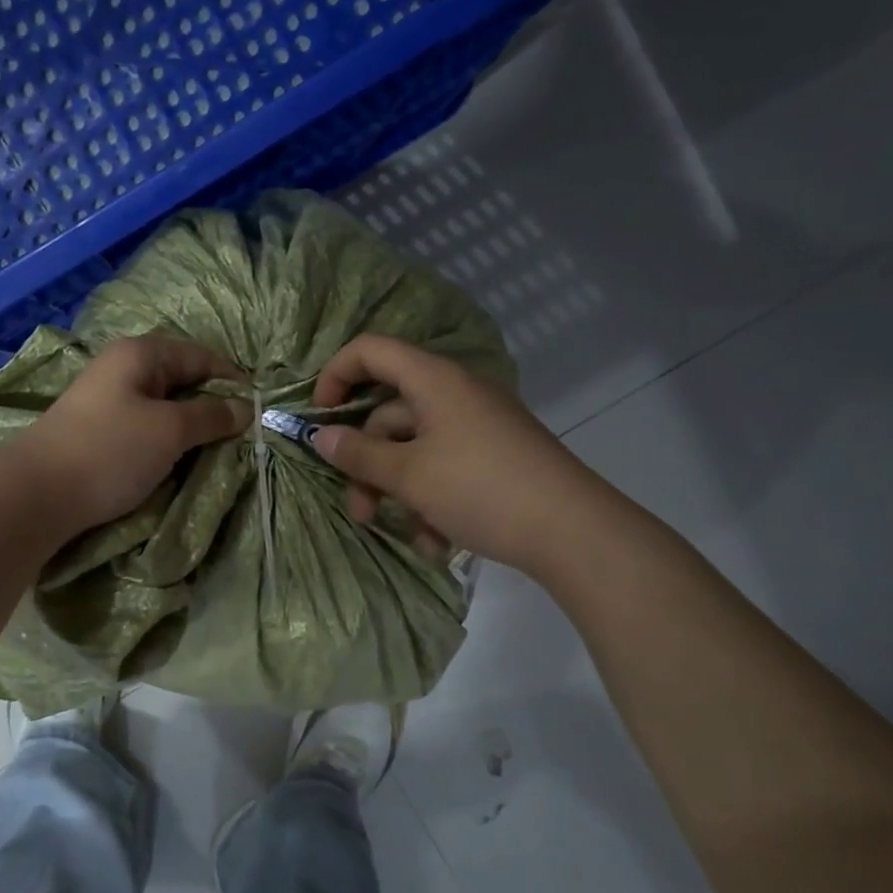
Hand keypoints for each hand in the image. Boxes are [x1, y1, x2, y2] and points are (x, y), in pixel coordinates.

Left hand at [9, 335, 249, 531]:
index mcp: (141, 353)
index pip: (201, 355)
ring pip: (164, 404)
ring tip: (214, 448)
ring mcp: (108, 398)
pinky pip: (146, 424)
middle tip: (239, 433)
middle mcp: (123, 367)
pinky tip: (178, 457)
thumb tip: (244, 408)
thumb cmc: (110, 450)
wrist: (38, 493)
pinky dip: (167, 438)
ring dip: (190, 424)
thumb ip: (211, 415)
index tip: (258, 408)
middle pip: (182, 377)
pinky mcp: (99, 429)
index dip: (232, 379)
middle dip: (212, 403)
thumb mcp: (170, 430)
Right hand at [310, 335, 584, 572]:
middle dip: (367, 464)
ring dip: (399, 492)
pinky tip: (438, 541)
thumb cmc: (480, 489)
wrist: (572, 530)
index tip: (320, 419)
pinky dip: (432, 500)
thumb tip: (321, 437)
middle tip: (359, 509)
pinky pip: (445, 468)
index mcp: (434, 380)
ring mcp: (477, 427)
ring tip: (406, 535)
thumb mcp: (409, 475)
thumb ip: (359, 455)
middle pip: (389, 414)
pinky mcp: (494, 458)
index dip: (336, 375)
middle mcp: (455, 394)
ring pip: (415, 449)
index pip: (370, 351)